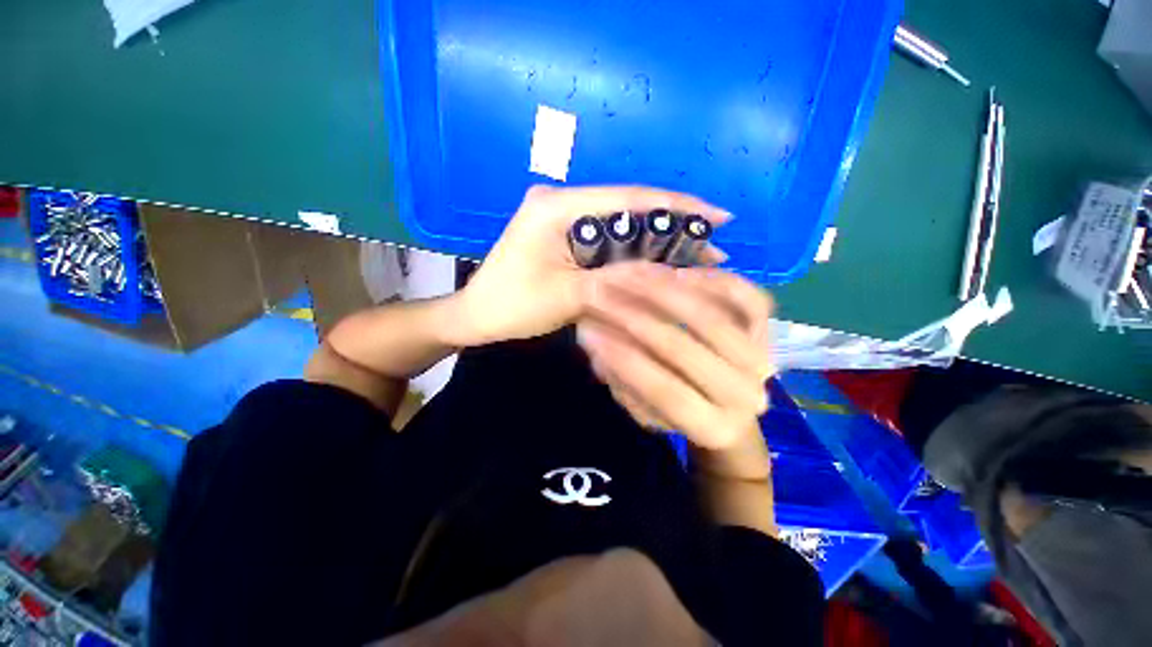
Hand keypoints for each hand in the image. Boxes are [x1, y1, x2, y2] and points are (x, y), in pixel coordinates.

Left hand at [449, 185, 728, 345]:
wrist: (477, 316)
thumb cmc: (513, 307)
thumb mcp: (568, 295)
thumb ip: (616, 279)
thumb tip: (667, 271)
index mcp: (557, 206)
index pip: (629, 198)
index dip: (677, 206)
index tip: (718, 216)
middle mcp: (561, 201)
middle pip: (629, 209)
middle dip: (673, 226)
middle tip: (713, 245)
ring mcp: (561, 217)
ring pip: (620, 225)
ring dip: (656, 241)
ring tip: (696, 257)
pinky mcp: (562, 234)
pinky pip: (606, 239)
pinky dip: (634, 251)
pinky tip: (658, 262)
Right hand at [576, 262, 774, 451]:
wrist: (730, 404)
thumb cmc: (680, 407)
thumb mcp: (645, 407)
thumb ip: (621, 379)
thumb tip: (595, 339)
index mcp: (714, 428)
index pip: (665, 392)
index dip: (625, 362)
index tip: (588, 332)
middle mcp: (746, 397)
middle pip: (686, 351)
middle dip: (635, 320)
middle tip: (602, 295)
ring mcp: (763, 360)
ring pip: (712, 319)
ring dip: (666, 294)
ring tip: (630, 277)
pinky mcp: (769, 331)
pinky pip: (746, 298)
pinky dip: (714, 281)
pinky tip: (679, 272)